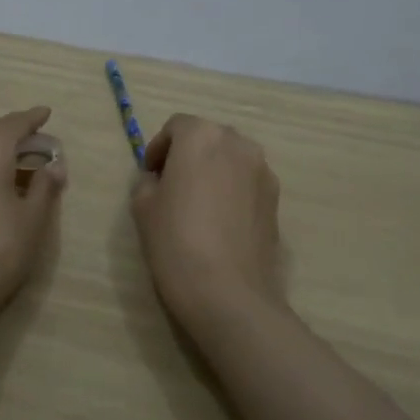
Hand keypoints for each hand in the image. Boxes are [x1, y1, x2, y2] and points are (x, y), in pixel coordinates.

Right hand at [130, 115, 284, 329]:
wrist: (229, 293)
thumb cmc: (176, 243)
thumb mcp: (143, 208)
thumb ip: (147, 181)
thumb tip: (159, 180)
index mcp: (201, 136)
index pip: (176, 126)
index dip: (159, 148)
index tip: (150, 175)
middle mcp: (238, 143)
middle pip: (208, 138)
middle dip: (188, 155)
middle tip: (171, 187)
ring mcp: (263, 170)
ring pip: (231, 159)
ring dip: (213, 171)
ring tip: (198, 205)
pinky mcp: (276, 199)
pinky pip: (247, 182)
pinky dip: (232, 191)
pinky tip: (220, 223)